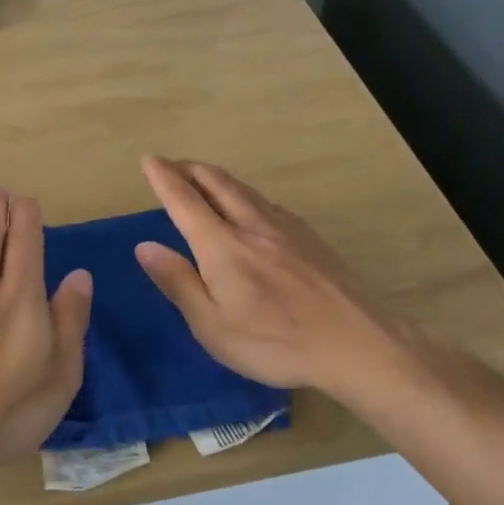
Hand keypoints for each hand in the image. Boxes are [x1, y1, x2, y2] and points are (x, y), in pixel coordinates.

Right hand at [135, 156, 422, 407]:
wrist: (358, 345)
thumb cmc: (275, 342)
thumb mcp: (213, 326)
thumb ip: (178, 282)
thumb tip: (145, 247)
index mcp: (222, 246)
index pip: (184, 201)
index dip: (163, 178)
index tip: (149, 159)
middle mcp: (252, 226)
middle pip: (217, 183)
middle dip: (190, 169)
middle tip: (171, 165)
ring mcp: (286, 229)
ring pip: (244, 189)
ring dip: (217, 178)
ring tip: (203, 178)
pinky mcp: (310, 238)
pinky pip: (267, 203)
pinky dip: (244, 194)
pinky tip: (250, 207)